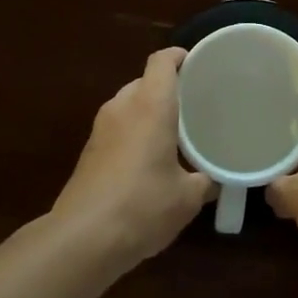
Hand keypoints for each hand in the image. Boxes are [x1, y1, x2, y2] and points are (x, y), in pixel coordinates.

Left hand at [53, 49, 213, 266]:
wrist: (82, 240)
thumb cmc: (143, 205)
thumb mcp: (188, 198)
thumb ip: (206, 180)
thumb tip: (216, 179)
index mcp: (150, 104)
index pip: (162, 61)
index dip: (179, 57)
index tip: (197, 65)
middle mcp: (123, 107)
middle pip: (145, 82)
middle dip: (167, 90)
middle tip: (193, 106)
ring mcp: (100, 129)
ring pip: (129, 105)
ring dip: (148, 113)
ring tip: (173, 134)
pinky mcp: (88, 152)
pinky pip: (117, 128)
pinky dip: (133, 134)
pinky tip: (148, 161)